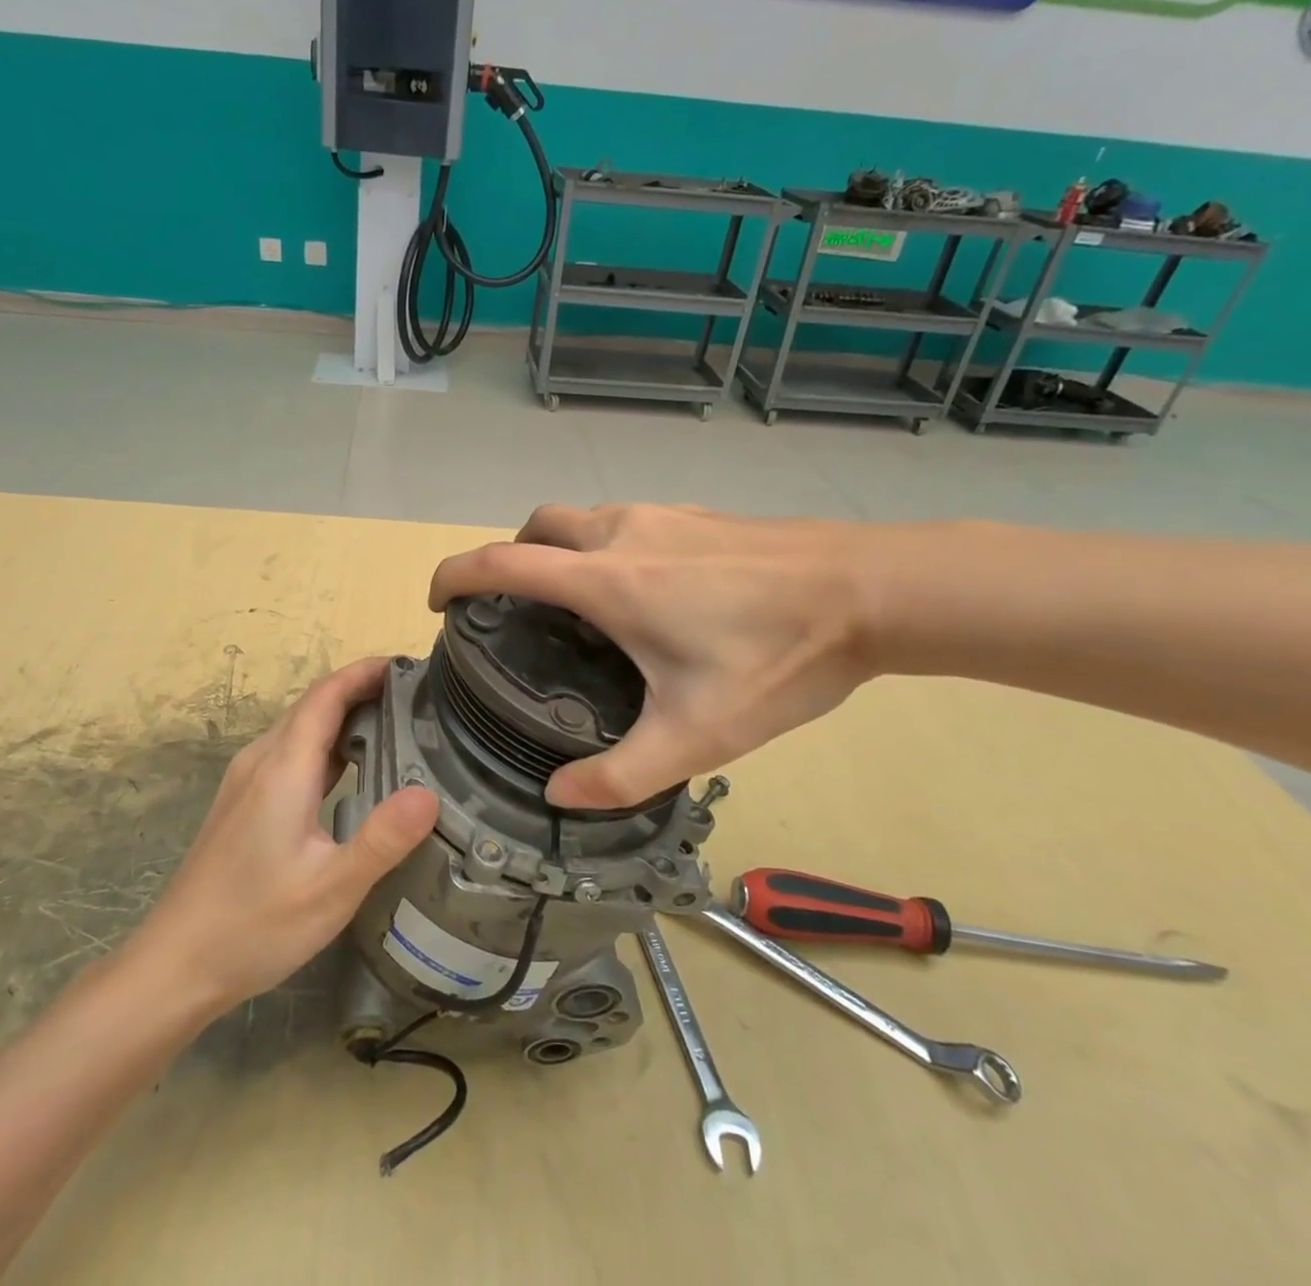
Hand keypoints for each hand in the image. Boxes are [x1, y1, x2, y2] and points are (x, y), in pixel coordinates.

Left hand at [131, 657, 438, 1009]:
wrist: (175, 964)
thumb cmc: (254, 925)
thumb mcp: (332, 889)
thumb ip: (382, 839)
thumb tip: (430, 794)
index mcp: (283, 768)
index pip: (327, 694)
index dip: (365, 671)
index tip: (409, 666)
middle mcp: (261, 761)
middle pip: (313, 704)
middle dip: (361, 688)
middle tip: (415, 698)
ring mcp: (246, 781)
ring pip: (299, 728)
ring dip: (343, 715)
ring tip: (394, 725)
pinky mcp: (242, 802)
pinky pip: (289, 753)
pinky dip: (325, 743)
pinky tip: (350, 771)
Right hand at [430, 505, 874, 810]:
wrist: (873, 589)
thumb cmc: (778, 658)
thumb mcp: (699, 734)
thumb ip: (621, 774)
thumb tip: (558, 796)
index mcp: (607, 580)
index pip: (501, 562)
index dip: (455, 576)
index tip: (438, 603)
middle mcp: (622, 534)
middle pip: (536, 526)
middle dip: (509, 557)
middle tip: (516, 611)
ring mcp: (662, 516)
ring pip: (582, 519)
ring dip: (559, 551)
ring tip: (578, 609)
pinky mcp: (696, 515)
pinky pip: (624, 522)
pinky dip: (602, 546)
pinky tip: (645, 594)